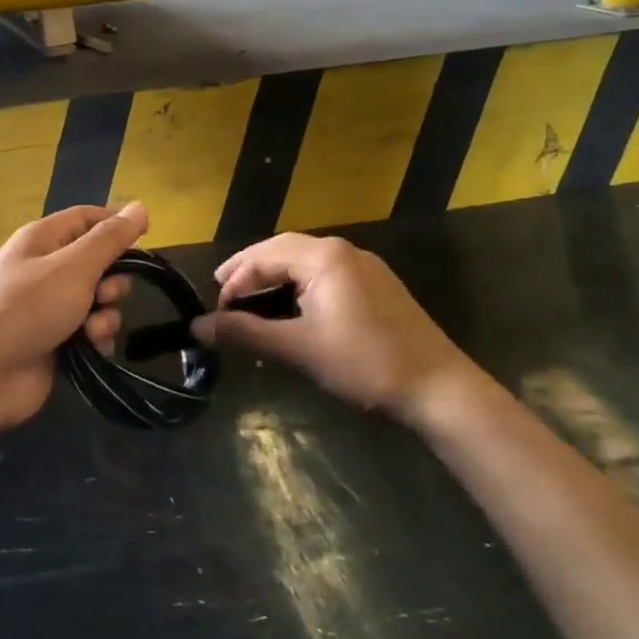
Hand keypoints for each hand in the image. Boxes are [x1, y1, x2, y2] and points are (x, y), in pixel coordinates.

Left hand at [0, 203, 147, 428]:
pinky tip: (92, 349)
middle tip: (108, 294)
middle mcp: (44, 268)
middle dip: (112, 279)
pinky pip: (89, 331)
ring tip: (93, 329)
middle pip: (97, 262)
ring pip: (97, 300)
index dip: (116, 224)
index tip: (146, 238)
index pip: (87, 218)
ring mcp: (48, 307)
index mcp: (42, 239)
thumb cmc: (28, 307)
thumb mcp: (74, 266)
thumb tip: (140, 207)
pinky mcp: (54, 340)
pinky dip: (95, 338)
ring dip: (105, 314)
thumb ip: (110, 238)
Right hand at [192, 233, 478, 421]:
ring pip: (305, 260)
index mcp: (324, 257)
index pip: (264, 255)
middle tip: (222, 290)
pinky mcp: (376, 285)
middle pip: (283, 249)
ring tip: (249, 297)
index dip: (235, 280)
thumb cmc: (365, 363)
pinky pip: (325, 273)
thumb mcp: (300, 348)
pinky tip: (289, 305)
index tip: (216, 310)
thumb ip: (246, 333)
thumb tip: (198, 327)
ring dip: (274, 275)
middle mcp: (343, 250)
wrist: (440, 388)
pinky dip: (297, 284)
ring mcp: (364, 266)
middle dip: (250, 269)